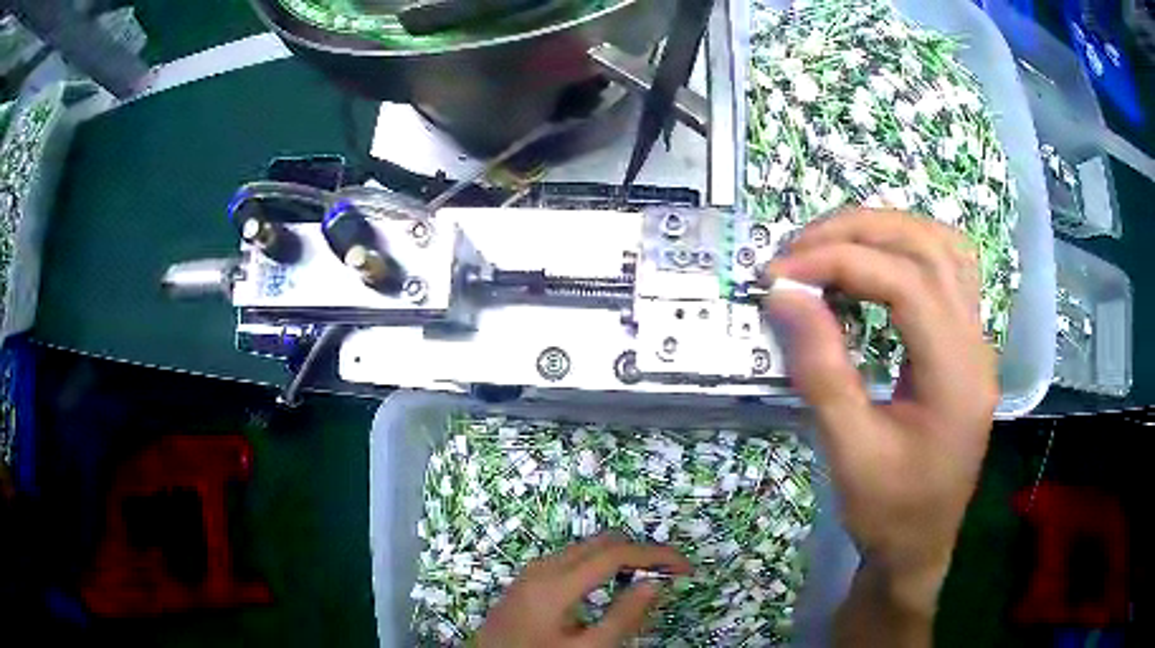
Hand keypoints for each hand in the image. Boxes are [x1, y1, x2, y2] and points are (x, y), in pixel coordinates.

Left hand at [476, 534, 691, 647]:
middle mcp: (542, 567)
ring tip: (645, 581)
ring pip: (586, 549)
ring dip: (620, 558)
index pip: (615, 553)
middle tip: (667, 576)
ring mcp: (531, 572)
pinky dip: (599, 565)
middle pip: (601, 543)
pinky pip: (571, 560)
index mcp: (555, 583)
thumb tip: (656, 584)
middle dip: (639, 553)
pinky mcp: (527, 581)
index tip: (685, 568)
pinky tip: (611, 587)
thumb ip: (623, 618)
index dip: (656, 555)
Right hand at [763, 209, 996, 641]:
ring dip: (886, 231)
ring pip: (944, 247)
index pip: (906, 283)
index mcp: (956, 376)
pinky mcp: (966, 344)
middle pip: (929, 248)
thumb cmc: (887, 512)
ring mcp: (977, 340)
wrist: (919, 545)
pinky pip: (948, 269)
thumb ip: (821, 370)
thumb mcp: (848, 452)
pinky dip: (909, 249)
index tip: (782, 273)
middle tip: (799, 250)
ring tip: (832, 246)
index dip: (841, 262)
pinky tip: (878, 264)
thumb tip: (784, 295)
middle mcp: (976, 345)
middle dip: (859, 233)